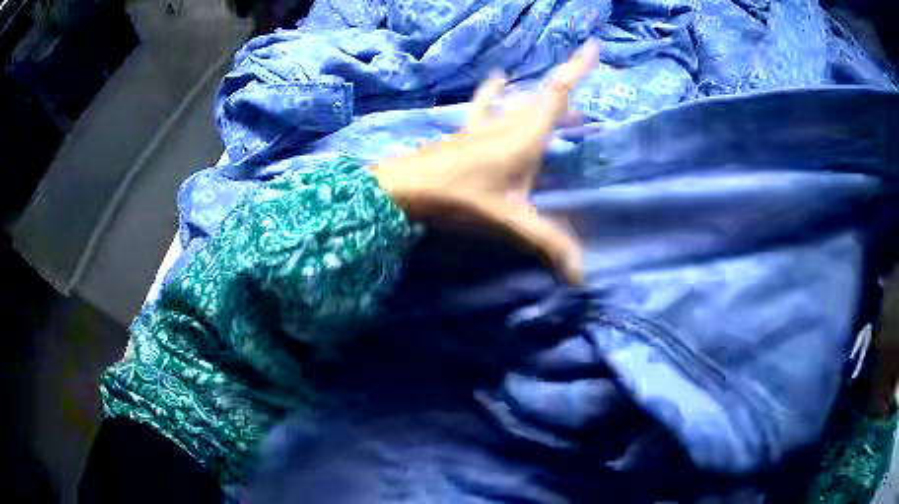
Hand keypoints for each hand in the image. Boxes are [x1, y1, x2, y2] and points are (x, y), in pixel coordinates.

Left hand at [373, 41, 598, 283]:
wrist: (405, 187)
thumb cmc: (460, 198)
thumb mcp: (510, 220)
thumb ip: (548, 243)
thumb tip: (581, 275)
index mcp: (525, 136)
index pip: (558, 94)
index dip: (578, 69)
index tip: (594, 46)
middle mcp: (508, 123)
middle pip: (545, 98)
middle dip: (570, 93)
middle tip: (591, 113)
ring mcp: (485, 125)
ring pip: (521, 104)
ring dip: (544, 102)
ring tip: (565, 109)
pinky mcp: (467, 131)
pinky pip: (488, 107)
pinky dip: (497, 94)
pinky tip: (498, 80)